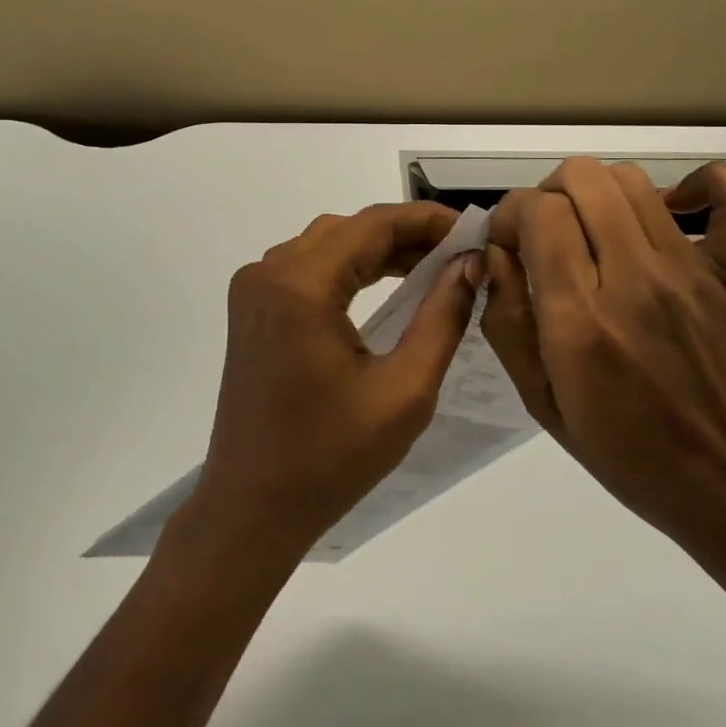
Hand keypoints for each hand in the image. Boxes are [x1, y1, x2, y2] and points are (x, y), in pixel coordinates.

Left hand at [186, 203, 480, 563]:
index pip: (372, 226)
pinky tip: (386, 282)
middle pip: (348, 230)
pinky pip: (306, 267)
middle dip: (406, 234)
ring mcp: (253, 289)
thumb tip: (470, 265)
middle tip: (460, 252)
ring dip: (377, 249)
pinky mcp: (252, 308)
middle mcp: (268, 272)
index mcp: (300, 286)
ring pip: (326, 244)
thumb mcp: (404, 392)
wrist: (252, 506)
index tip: (473, 229)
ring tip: (434, 264)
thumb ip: (442, 318)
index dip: (426, 220)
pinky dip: (348, 267)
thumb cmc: (330, 458)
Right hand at [482, 158, 725, 581]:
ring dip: (596, 191)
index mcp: (581, 320)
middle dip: (547, 195)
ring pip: (631, 179)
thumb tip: (495, 254)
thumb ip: (507, 323)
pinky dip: (704, 186)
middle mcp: (635, 280)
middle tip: (545, 238)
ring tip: (592, 231)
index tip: (508, 244)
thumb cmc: (635, 462)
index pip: (537, 211)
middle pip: (581, 178)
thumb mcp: (544, 405)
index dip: (510, 214)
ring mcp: (691, 272)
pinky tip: (674, 209)